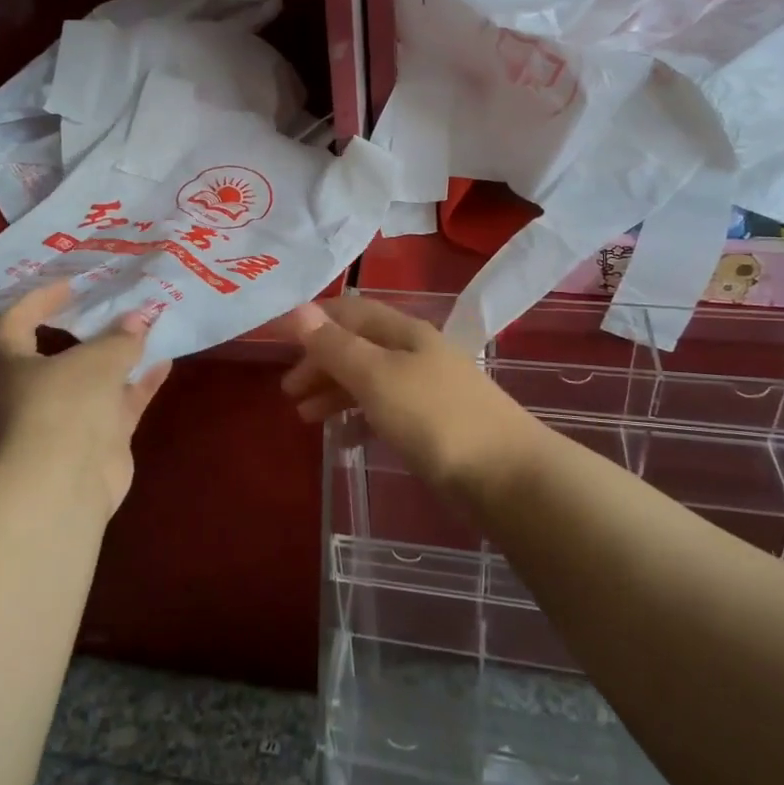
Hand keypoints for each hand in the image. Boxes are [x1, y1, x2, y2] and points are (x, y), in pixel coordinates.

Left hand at [0, 282, 173, 518]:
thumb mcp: (97, 360)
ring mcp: (69, 419)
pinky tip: (165, 363)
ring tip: (150, 328)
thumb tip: (139, 318)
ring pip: (97, 379)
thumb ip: (120, 337)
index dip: (39, 300)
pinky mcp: (98, 441)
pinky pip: (120, 404)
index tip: (72, 286)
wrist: (65, 484)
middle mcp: (37, 391)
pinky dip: (140, 384)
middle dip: (92, 330)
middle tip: (119, 305)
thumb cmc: (65, 405)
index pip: (17, 323)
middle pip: (63, 353)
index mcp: (16, 366)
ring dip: (122, 356)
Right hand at [279, 295, 543, 499]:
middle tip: (288, 393)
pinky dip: (359, 417)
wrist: (507, 476)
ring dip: (335, 391)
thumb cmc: (434, 418)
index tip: (276, 343)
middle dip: (320, 363)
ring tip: (305, 418)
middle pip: (357, 345)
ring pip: (369, 378)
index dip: (312, 322)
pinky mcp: (435, 423)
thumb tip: (298, 308)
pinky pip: (385, 409)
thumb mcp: (376, 377)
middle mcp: (415, 351)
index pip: (348, 311)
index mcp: (402, 331)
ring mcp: (427, 387)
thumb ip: (335, 346)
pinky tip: (344, 439)